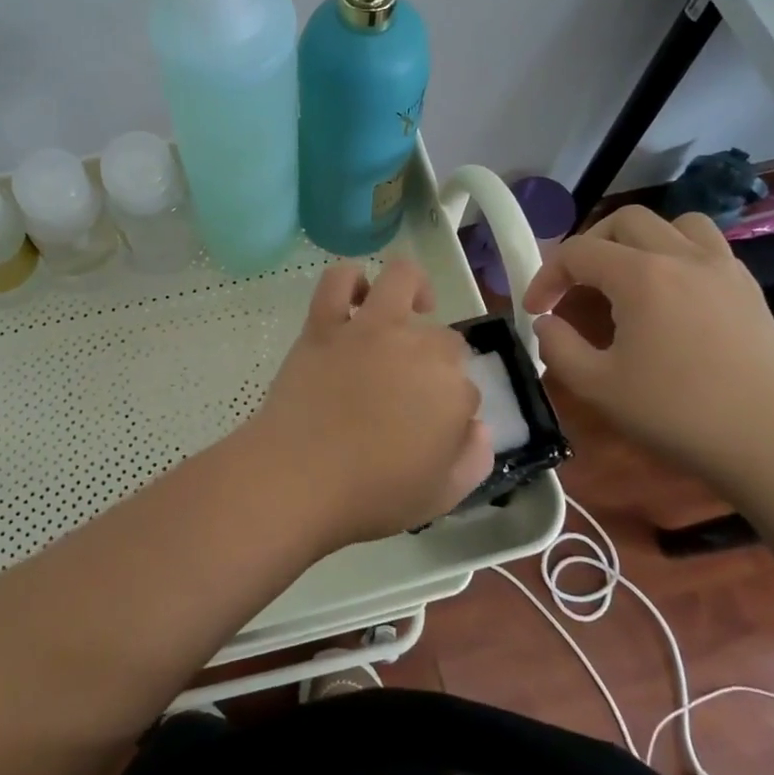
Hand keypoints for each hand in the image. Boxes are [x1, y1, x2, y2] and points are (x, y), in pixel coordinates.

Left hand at [248, 259, 492, 548]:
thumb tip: (477, 425)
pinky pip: (338, 280)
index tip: (432, 428)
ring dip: (414, 289)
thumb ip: (474, 458)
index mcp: (453, 391)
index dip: (452, 408)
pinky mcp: (325, 323)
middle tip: (411, 390)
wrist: (297, 479)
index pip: (467, 388)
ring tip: (410, 309)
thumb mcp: (443, 495)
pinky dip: (350, 280)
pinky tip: (356, 298)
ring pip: (403, 278)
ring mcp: (369, 329)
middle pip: (444, 338)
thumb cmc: (370, 496)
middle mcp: (418, 348)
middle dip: (438, 361)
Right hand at [523, 205, 773, 489]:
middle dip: (589, 247)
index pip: (578, 252)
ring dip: (640, 240)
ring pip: (674, 223)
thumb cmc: (681, 414)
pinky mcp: (749, 289)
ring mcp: (723, 268)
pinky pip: (707, 247)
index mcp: (641, 275)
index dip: (547, 276)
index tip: (536, 311)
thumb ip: (558, 347)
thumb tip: (547, 323)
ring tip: (628, 276)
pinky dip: (679, 254)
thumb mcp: (599, 387)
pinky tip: (673, 295)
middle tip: (576, 286)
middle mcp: (682, 256)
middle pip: (624, 221)